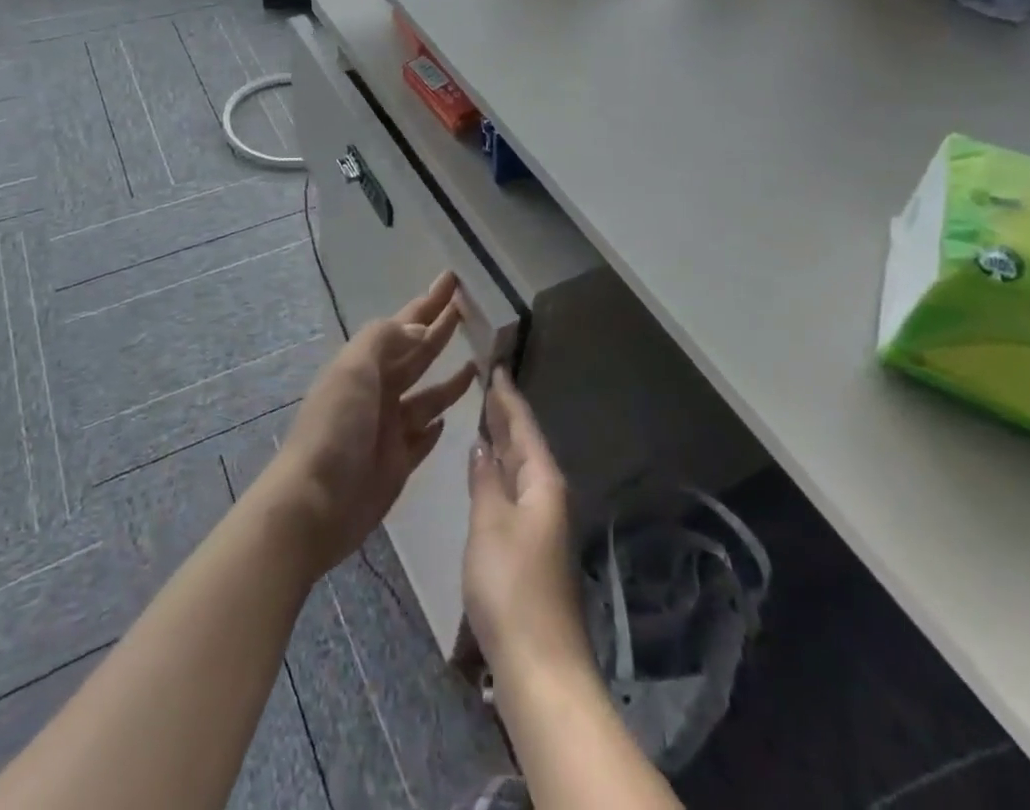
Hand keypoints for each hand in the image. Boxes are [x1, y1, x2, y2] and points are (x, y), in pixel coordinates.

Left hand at [261, 272, 477, 578]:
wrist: (314, 504)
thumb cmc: (335, 428)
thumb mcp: (354, 369)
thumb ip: (387, 340)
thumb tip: (422, 328)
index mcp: (366, 364)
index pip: (405, 323)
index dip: (429, 302)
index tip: (453, 279)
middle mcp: (380, 390)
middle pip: (418, 354)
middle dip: (441, 330)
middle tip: (471, 310)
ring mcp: (390, 428)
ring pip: (428, 395)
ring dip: (450, 378)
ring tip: (479, 361)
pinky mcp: (399, 463)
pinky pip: (423, 437)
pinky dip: (436, 425)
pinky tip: (451, 417)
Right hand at [463, 368, 590, 684]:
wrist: (539, 663)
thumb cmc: (511, 585)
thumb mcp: (490, 523)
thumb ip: (484, 479)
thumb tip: (482, 443)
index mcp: (542, 481)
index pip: (523, 425)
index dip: (508, 396)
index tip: (496, 366)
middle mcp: (547, 494)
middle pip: (525, 444)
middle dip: (506, 415)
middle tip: (485, 384)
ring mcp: (540, 521)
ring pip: (520, 467)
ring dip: (503, 442)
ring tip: (483, 416)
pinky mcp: (531, 545)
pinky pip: (516, 489)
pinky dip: (501, 471)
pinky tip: (487, 470)